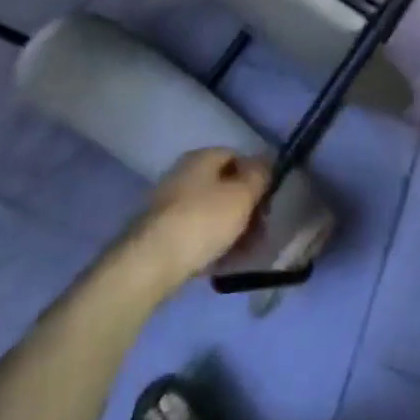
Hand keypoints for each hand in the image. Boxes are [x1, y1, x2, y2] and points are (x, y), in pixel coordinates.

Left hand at [128, 149, 270, 290]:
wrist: (150, 263)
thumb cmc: (203, 220)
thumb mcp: (242, 195)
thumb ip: (259, 175)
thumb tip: (266, 161)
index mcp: (202, 157)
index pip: (237, 156)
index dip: (256, 175)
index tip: (269, 199)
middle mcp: (183, 174)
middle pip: (223, 186)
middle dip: (245, 206)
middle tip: (261, 229)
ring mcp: (169, 204)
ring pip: (210, 212)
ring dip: (231, 228)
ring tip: (246, 251)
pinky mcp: (160, 234)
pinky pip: (195, 233)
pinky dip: (211, 244)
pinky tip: (222, 262)